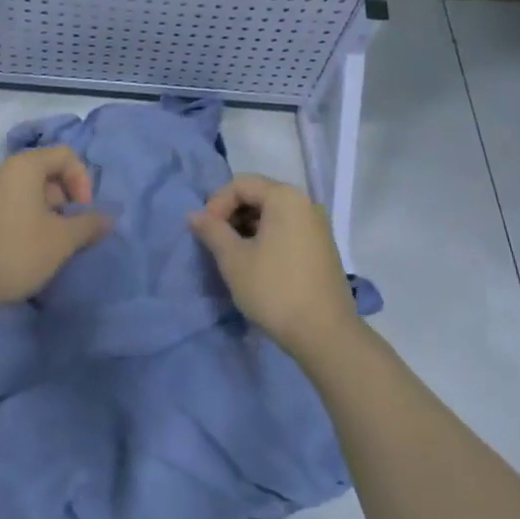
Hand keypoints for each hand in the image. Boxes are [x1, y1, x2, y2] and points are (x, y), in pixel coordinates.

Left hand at [0, 146, 111, 319]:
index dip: (82, 180)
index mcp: (23, 166)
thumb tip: (108, 217)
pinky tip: (28, 250)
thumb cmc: (15, 252)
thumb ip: (89, 224)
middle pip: (46, 172)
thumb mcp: (61, 240)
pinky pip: (10, 205)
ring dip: (47, 213)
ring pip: (28, 192)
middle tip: (70, 232)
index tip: (83, 212)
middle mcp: (1, 170)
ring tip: (51, 245)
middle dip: (65, 200)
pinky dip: (26, 220)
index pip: (65, 155)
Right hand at [188, 174, 355, 352]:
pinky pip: (287, 229)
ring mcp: (317, 226)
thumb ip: (212, 231)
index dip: (217, 204)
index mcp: (285, 197)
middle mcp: (306, 203)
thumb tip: (194, 215)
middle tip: (216, 242)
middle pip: (258, 195)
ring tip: (233, 255)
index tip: (206, 232)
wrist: (325, 334)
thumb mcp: (234, 259)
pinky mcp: (322, 247)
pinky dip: (267, 238)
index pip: (241, 184)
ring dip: (247, 228)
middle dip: (232, 215)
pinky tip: (256, 264)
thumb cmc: (274, 290)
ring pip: (273, 214)